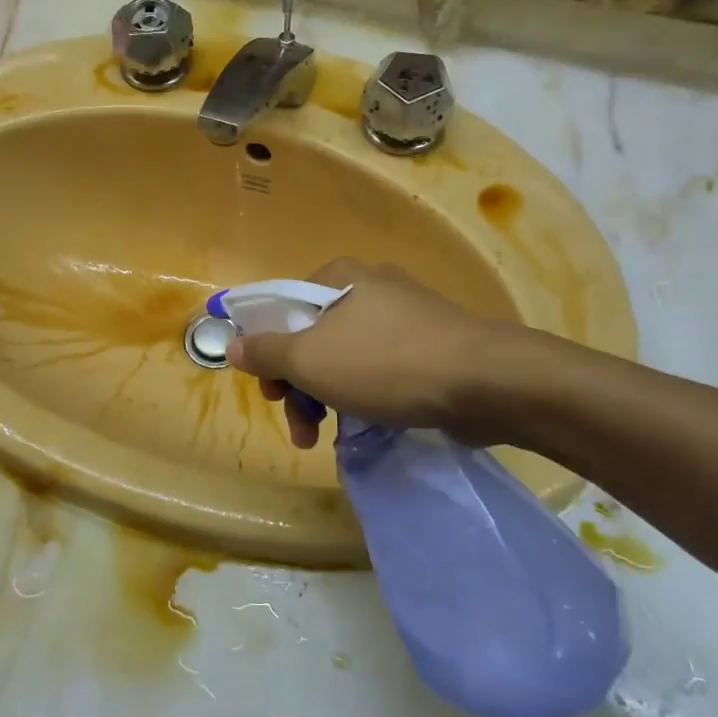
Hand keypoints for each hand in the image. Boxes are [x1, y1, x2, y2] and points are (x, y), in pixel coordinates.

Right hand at [226, 258, 535, 448]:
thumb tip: (231, 344)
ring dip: (326, 397)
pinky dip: (362, 394)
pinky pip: (379, 368)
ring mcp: (404, 316)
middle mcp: (370, 288)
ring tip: (323, 438)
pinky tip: (364, 424)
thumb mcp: (310, 360)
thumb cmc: (386, 363)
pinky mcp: (430, 345)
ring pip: (344, 356)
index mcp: (338, 278)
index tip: (271, 393)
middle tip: (299, 426)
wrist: (487, 382)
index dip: (266, 352)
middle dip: (297, 386)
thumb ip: (265, 351)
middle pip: (312, 336)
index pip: (281, 309)